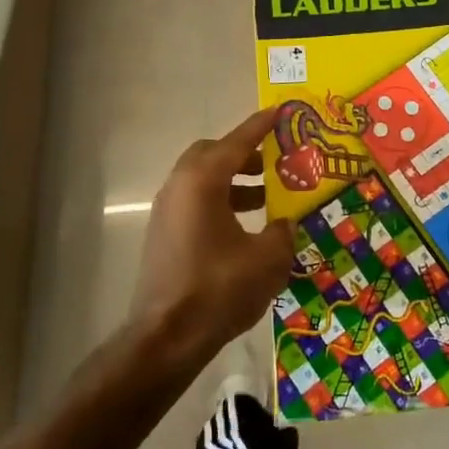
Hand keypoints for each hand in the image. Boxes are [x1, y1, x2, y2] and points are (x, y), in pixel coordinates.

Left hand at [131, 107, 293, 360]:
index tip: (280, 111)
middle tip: (274, 162)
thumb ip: (282, 232)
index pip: (237, 142)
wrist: (166, 338)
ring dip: (234, 181)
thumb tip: (284, 224)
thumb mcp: (267, 259)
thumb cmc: (219, 289)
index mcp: (203, 181)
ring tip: (268, 198)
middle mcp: (180, 187)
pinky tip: (245, 227)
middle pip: (212, 154)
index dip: (261, 126)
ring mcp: (167, 211)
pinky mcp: (164, 235)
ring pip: (203, 180)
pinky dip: (221, 202)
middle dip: (244, 153)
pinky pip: (196, 202)